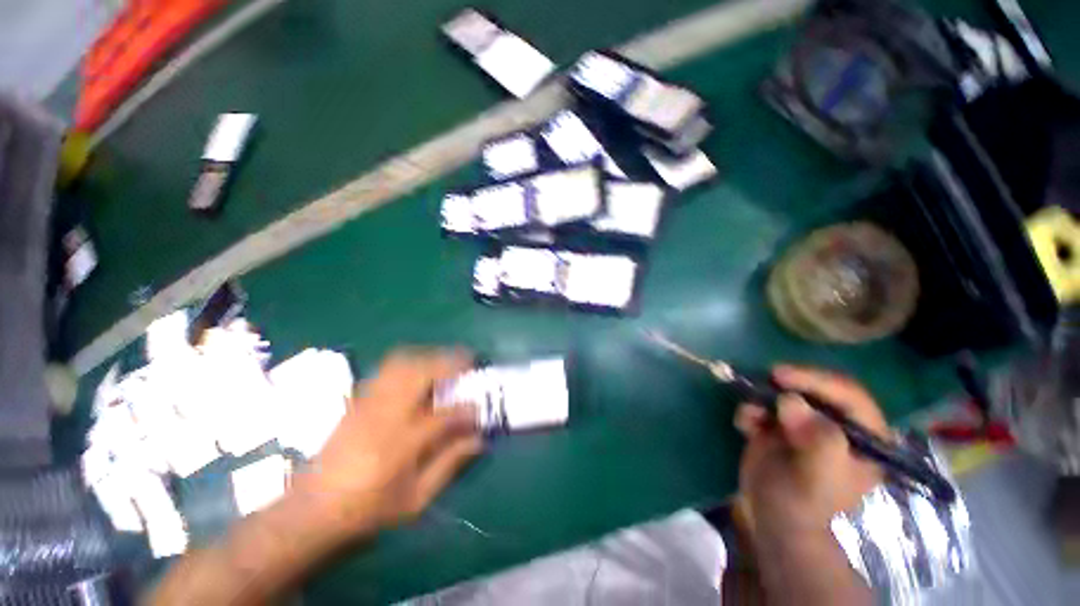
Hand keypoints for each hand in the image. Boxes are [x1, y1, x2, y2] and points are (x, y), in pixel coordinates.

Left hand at [294, 349, 482, 539]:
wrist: (311, 511)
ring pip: (403, 363)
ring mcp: (369, 403)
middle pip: (422, 373)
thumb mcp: (416, 499)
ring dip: (430, 357)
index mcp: (402, 444)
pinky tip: (418, 369)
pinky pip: (387, 368)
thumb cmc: (368, 510)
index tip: (481, 409)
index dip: (469, 409)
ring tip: (446, 362)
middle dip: (451, 363)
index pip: (446, 415)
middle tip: (469, 363)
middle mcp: (386, 415)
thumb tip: (479, 439)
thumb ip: (450, 465)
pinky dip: (409, 361)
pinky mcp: (358, 400)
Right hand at [734, 365, 887, 545]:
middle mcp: (838, 426)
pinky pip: (763, 407)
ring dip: (764, 398)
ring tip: (751, 416)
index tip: (782, 376)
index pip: (851, 397)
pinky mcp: (778, 426)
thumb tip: (791, 402)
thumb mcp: (817, 479)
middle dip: (790, 384)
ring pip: (786, 394)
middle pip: (818, 389)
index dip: (819, 381)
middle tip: (765, 379)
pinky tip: (745, 425)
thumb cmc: (802, 504)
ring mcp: (806, 425)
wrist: (770, 518)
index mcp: (865, 439)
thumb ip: (817, 442)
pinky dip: (751, 411)